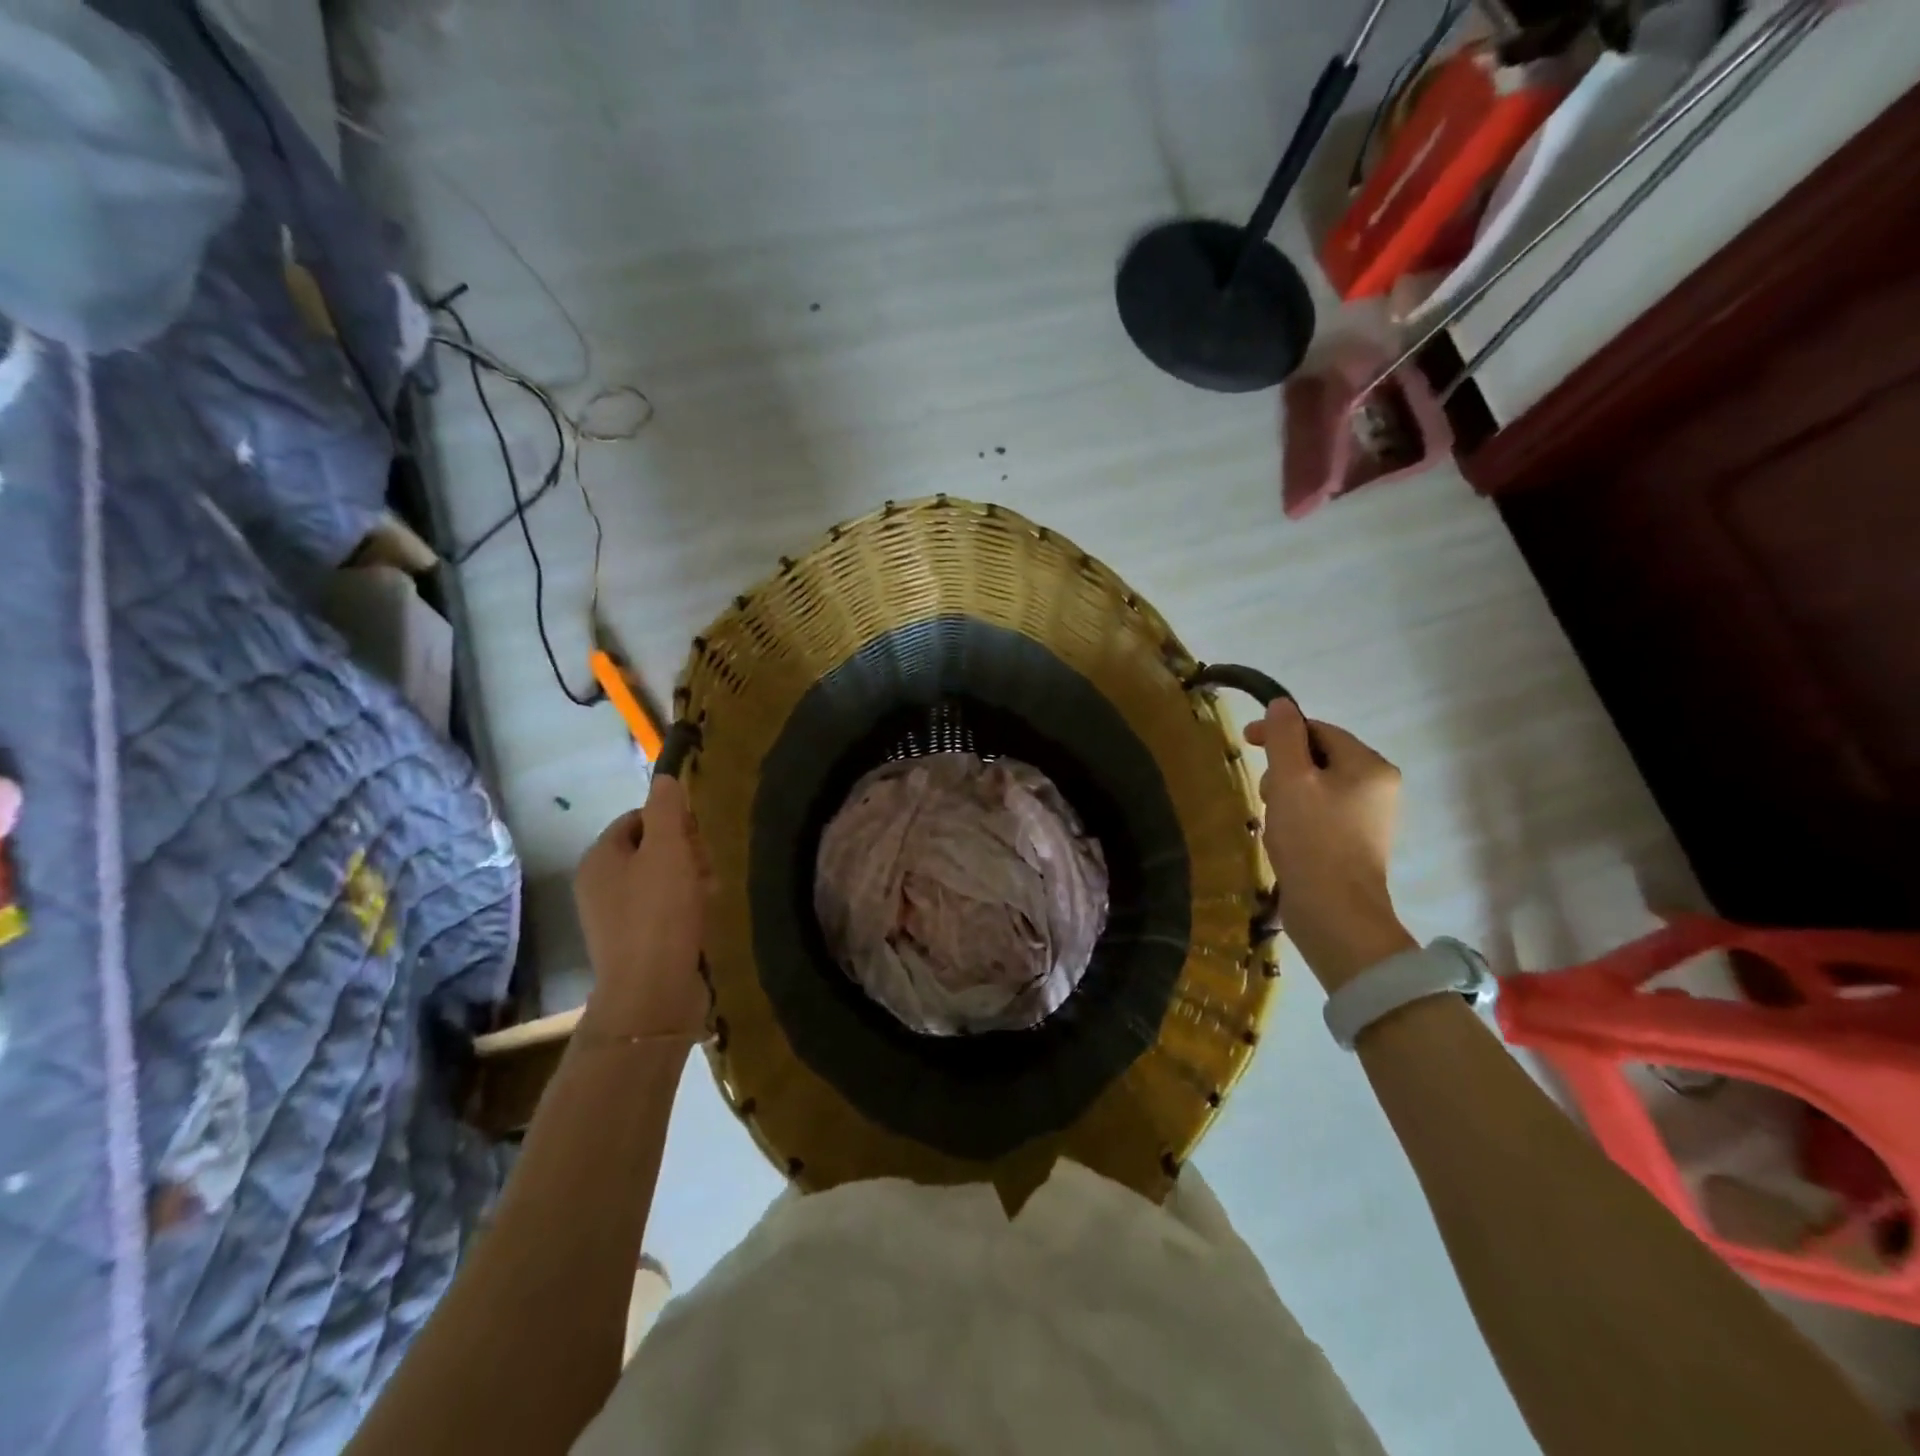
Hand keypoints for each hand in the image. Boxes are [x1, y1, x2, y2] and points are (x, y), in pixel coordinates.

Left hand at [573, 774, 710, 1040]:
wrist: (652, 993)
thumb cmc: (659, 913)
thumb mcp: (668, 850)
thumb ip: (667, 809)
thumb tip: (666, 777)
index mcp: (600, 858)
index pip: (638, 818)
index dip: (672, 820)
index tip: (697, 837)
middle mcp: (600, 885)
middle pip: (652, 848)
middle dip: (685, 852)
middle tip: (706, 868)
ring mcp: (615, 917)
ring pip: (662, 880)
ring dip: (691, 880)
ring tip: (710, 895)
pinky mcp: (635, 943)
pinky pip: (664, 910)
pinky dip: (685, 907)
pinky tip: (703, 917)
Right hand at [1245, 699, 1415, 991]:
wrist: (1335, 913)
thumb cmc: (1312, 839)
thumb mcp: (1290, 780)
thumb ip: (1283, 737)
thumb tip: (1281, 704)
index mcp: (1369, 766)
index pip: (1319, 730)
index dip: (1280, 731)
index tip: (1245, 741)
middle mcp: (1378, 787)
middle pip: (1317, 758)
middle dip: (1283, 771)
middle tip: (1266, 795)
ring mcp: (1369, 818)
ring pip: (1315, 787)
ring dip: (1286, 796)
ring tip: (1273, 823)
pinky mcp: (1355, 843)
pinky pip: (1320, 813)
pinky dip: (1297, 818)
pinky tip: (1283, 839)